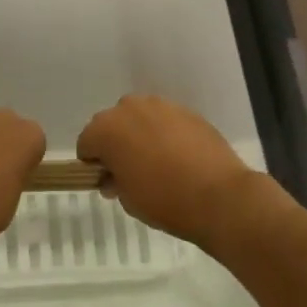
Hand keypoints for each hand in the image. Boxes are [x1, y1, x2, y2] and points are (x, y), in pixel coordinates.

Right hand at [77, 95, 253, 245]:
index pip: (86, 142)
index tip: (106, 180)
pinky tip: (178, 156)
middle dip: (115, 143)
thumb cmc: (164, 200)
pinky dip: (164, 133)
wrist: (219, 196)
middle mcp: (130, 108)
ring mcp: (161, 106)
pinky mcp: (187, 110)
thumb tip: (114, 176)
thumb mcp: (127, 199)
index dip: (93, 163)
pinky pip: (165, 120)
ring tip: (156, 161)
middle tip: (130, 170)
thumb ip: (114, 181)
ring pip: (139, 117)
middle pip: (112, 123)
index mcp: (107, 129)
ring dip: (139, 133)